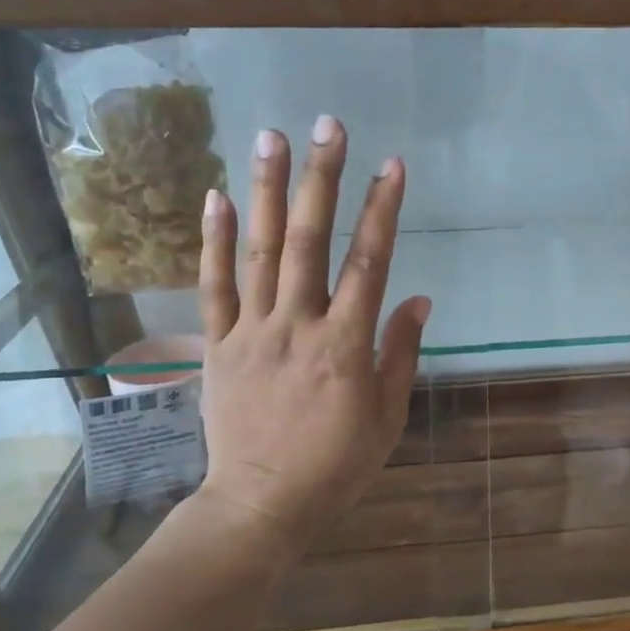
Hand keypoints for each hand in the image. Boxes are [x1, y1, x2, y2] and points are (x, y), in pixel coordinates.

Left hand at [192, 116, 429, 540]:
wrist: (262, 504)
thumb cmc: (336, 465)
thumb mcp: (387, 417)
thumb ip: (400, 353)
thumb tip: (416, 297)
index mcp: (346, 346)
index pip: (368, 264)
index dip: (382, 211)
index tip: (393, 165)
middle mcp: (297, 326)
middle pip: (309, 241)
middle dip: (321, 179)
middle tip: (327, 126)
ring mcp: (252, 332)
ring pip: (259, 252)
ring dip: (265, 191)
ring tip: (270, 137)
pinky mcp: (218, 346)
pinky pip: (213, 287)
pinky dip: (213, 241)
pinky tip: (216, 196)